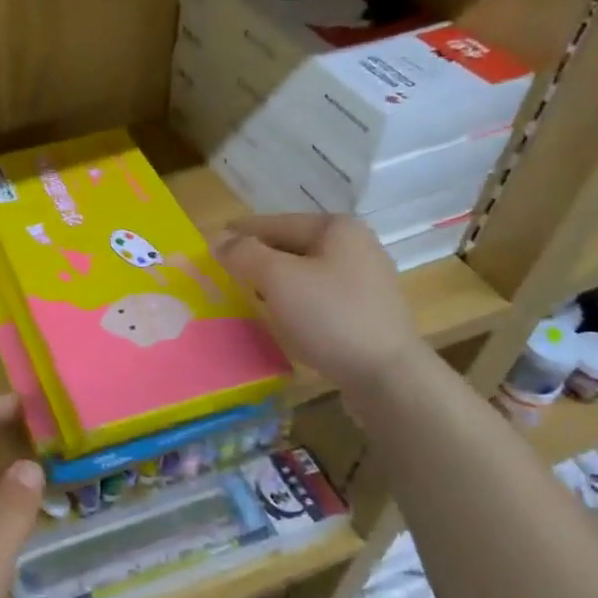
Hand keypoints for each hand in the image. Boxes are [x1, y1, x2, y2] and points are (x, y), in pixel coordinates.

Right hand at [214, 214, 425, 401]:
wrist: (387, 375)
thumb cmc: (330, 316)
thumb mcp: (277, 279)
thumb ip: (244, 254)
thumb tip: (217, 239)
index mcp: (336, 227)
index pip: (274, 222)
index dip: (239, 233)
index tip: (210, 246)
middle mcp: (355, 245)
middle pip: (291, 245)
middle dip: (257, 258)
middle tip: (223, 274)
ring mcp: (365, 280)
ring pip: (305, 272)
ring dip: (274, 281)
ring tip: (246, 295)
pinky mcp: (366, 311)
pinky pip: (319, 296)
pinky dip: (295, 300)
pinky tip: (281, 316)